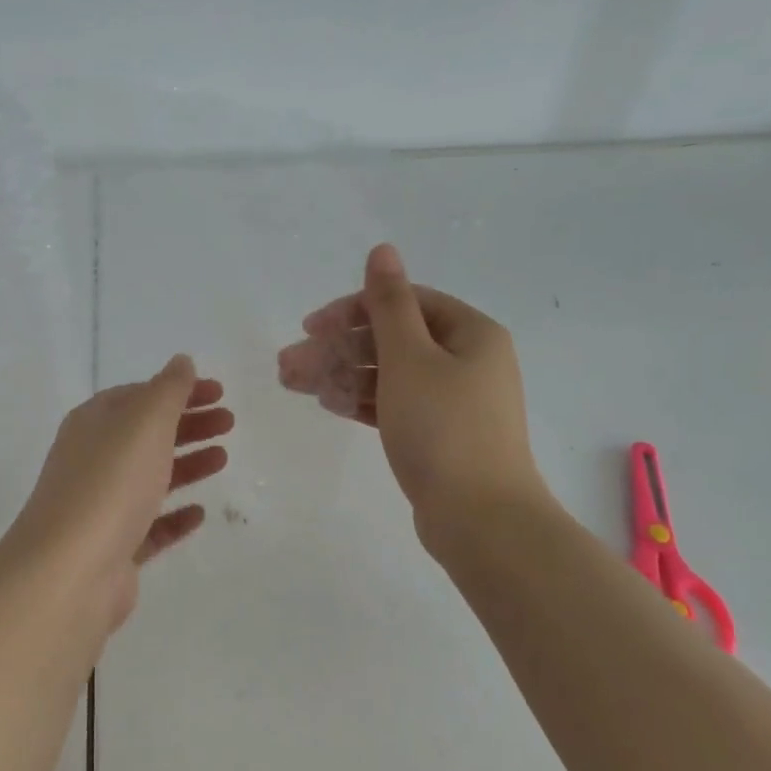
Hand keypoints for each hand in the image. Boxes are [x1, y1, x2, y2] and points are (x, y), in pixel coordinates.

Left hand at [8, 355, 232, 628]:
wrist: (70, 570)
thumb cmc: (110, 483)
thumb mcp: (144, 422)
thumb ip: (168, 389)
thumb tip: (181, 361)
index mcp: (93, 423)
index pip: (139, 395)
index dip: (179, 390)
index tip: (219, 392)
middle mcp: (92, 459)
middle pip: (146, 434)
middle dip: (189, 424)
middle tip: (230, 423)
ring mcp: (101, 506)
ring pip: (150, 477)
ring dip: (187, 464)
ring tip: (223, 459)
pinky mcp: (113, 548)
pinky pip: (149, 525)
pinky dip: (174, 516)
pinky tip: (200, 513)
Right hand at [277, 244, 551, 549]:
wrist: (481, 520)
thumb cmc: (443, 428)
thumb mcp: (410, 357)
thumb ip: (389, 304)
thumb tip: (383, 249)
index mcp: (470, 333)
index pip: (404, 303)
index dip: (352, 309)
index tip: (310, 327)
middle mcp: (467, 361)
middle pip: (391, 340)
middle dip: (337, 348)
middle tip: (288, 363)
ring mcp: (454, 402)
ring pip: (389, 375)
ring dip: (342, 374)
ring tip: (293, 383)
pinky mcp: (440, 436)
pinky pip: (396, 405)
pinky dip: (363, 401)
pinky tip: (328, 403)